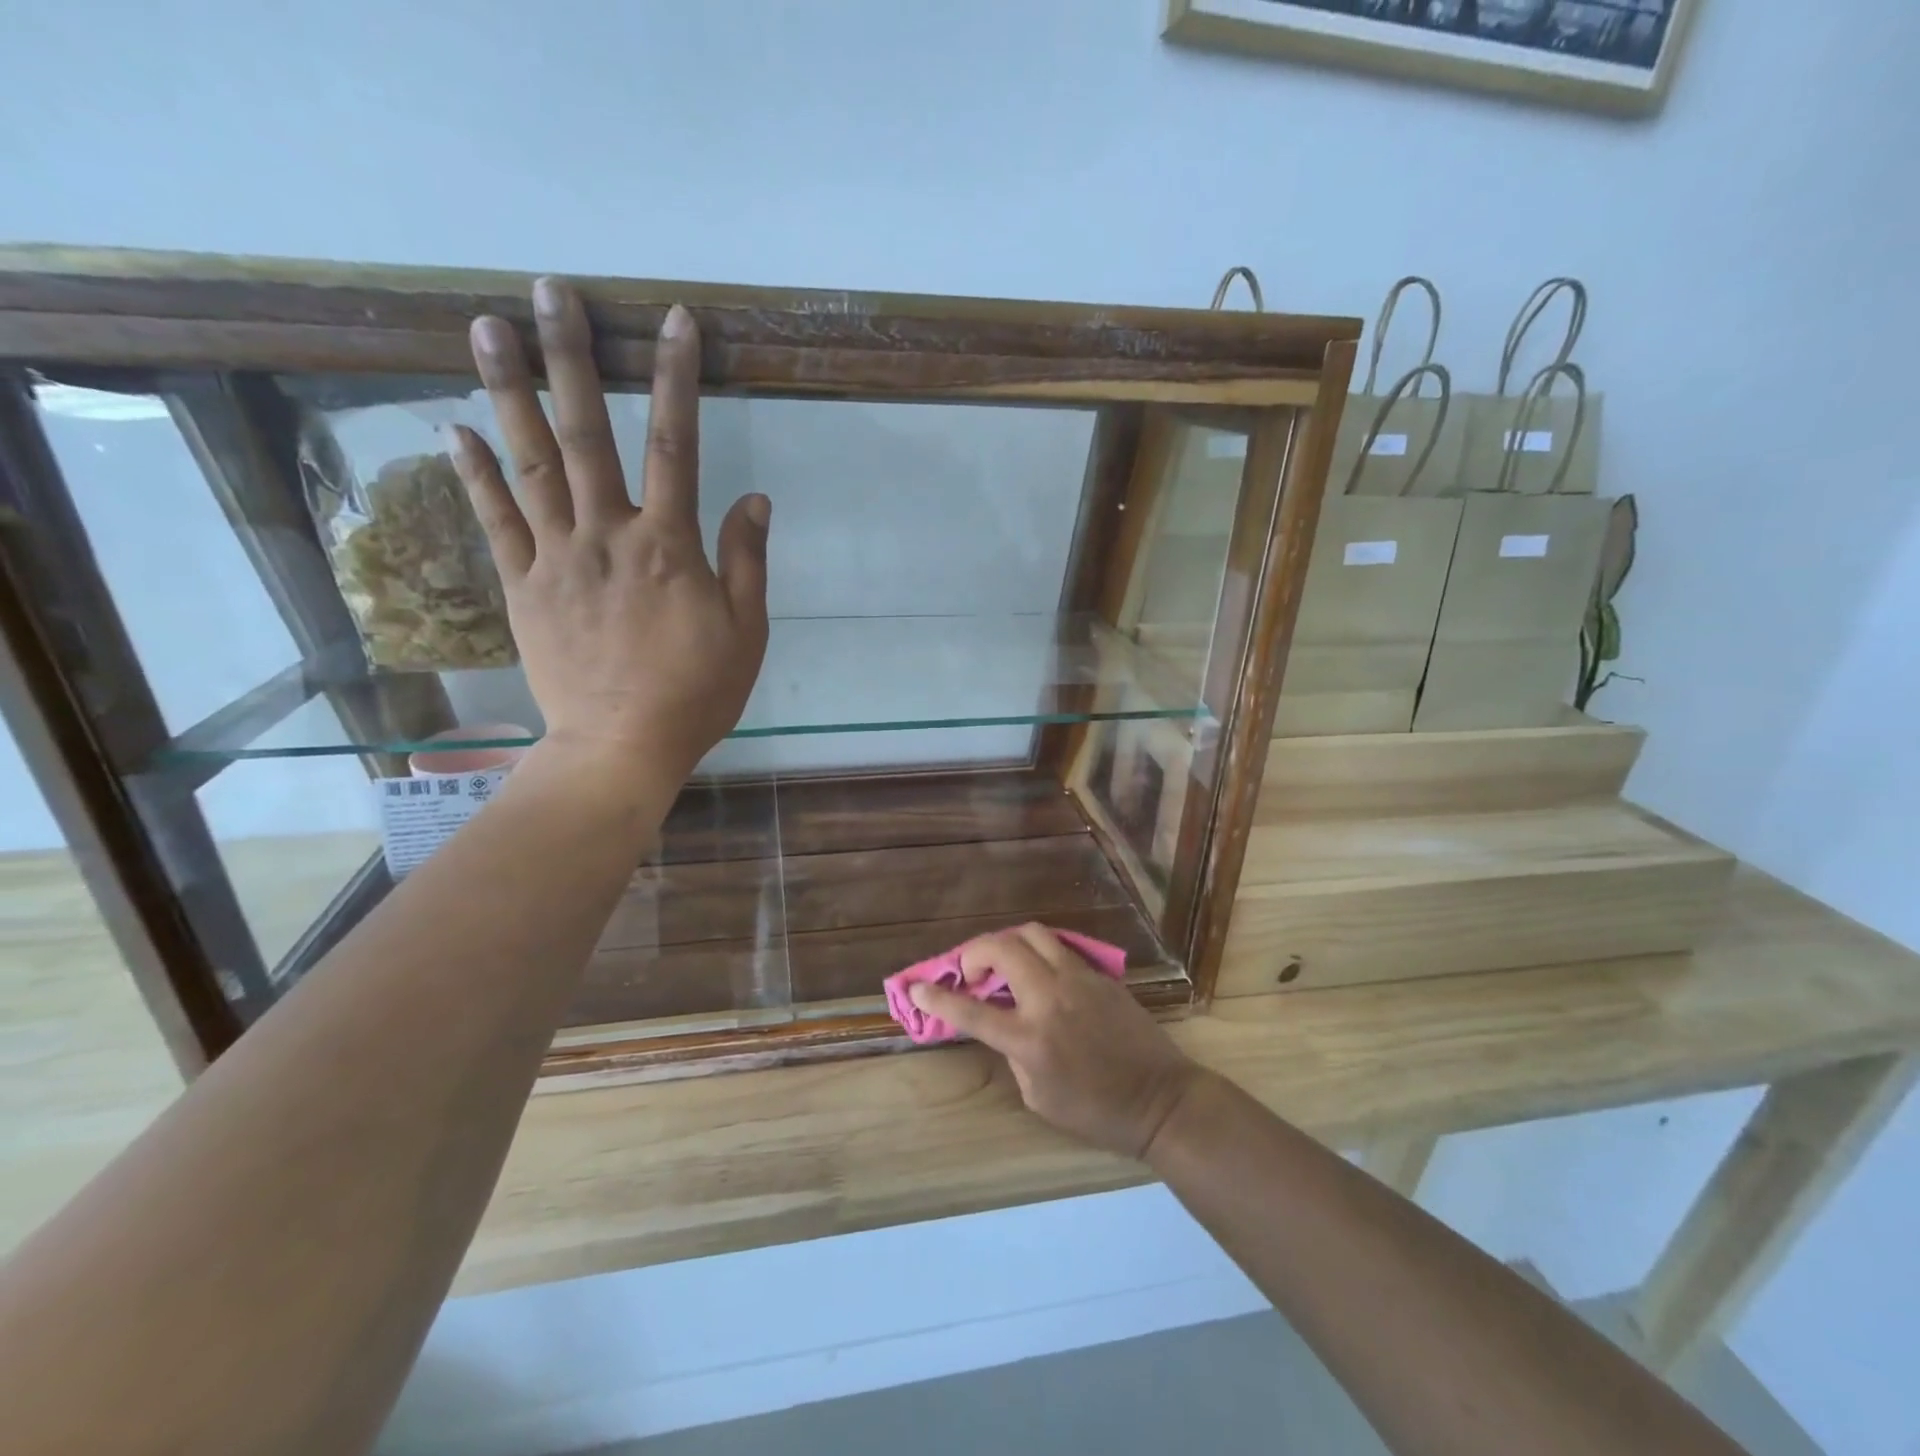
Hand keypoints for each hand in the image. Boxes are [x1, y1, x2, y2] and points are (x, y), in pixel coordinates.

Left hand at [448, 278, 769, 783]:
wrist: (622, 744)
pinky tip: (457, 429)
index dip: (677, 379)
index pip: (675, 445)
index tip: (674, 321)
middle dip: (573, 357)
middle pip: (588, 434)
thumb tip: (756, 498)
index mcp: (669, 546)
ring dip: (510, 393)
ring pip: (531, 464)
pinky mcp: (523, 586)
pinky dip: (476, 474)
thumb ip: (747, 561)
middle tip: (551, 290)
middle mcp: (608, 535)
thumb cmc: (696, 692)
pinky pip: (496, 521)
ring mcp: (558, 558)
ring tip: (487, 327)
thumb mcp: (746, 632)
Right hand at [909, 924, 1203, 1159]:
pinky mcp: (1099, 974)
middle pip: (1000, 949)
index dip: (937, 997)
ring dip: (1006, 942)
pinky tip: (1039, 972)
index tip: (916, 987)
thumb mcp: (1038, 1097)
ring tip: (1002, 963)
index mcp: (1030, 1039)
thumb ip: (1013, 1053)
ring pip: (1032, 934)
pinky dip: (1037, 952)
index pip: (971, 1010)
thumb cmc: (1097, 1112)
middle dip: (973, 953)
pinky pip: (1059, 948)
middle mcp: (1050, 998)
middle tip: (970, 972)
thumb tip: (1004, 1022)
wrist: (1161, 1100)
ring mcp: (1078, 979)